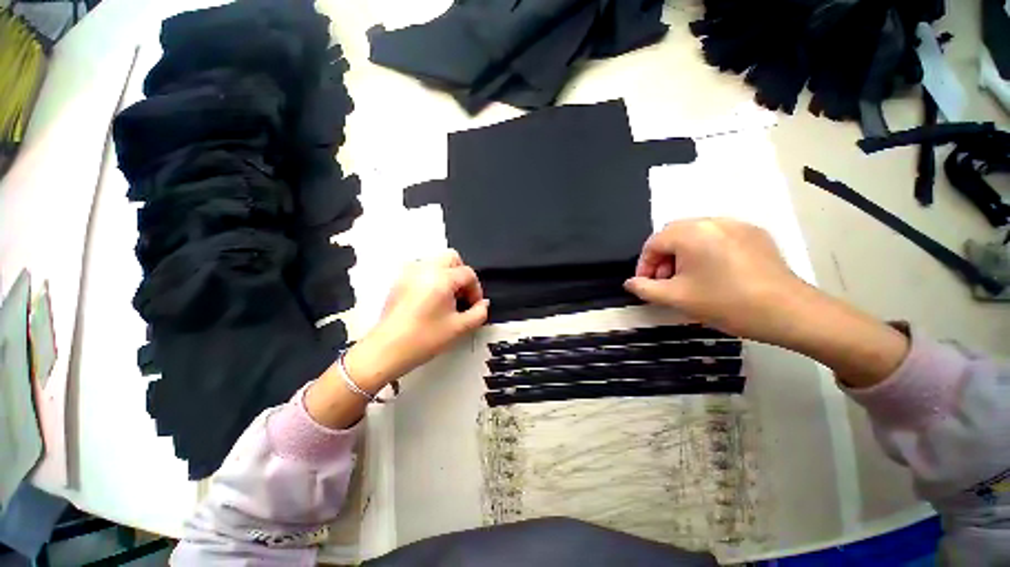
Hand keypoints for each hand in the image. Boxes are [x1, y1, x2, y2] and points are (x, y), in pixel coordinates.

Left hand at [344, 250, 488, 390]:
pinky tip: (432, 299)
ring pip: (436, 262)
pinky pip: (422, 269)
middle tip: (463, 295)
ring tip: (448, 297)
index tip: (475, 305)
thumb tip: (483, 304)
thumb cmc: (423, 339)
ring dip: (447, 275)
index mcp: (441, 278)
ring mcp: (409, 273)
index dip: (476, 289)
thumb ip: (479, 313)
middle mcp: (424, 269)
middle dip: (462, 274)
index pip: (468, 273)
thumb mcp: (459, 328)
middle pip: (452, 258)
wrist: (387, 350)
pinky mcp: (400, 280)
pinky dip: (433, 278)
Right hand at [624, 218, 805, 342]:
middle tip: (664, 282)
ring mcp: (737, 225)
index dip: (644, 265)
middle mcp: (712, 221)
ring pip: (696, 235)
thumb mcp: (676, 298)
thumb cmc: (726, 303)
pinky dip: (705, 252)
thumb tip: (630, 283)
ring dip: (682, 255)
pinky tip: (713, 273)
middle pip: (673, 235)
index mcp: (691, 233)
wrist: (789, 312)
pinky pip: (718, 238)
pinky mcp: (755, 234)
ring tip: (688, 279)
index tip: (645, 285)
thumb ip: (645, 289)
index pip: (654, 243)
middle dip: (662, 259)